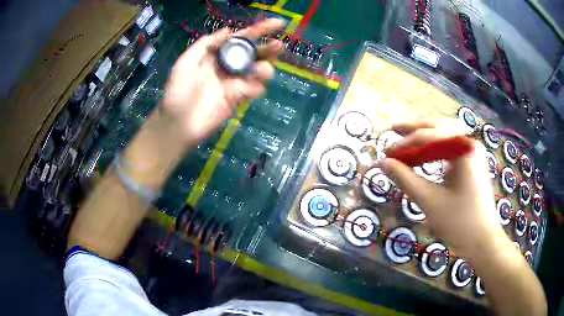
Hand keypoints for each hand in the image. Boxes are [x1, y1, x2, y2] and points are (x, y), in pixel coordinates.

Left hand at [160, 18, 284, 144]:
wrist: (179, 123)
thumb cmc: (178, 90)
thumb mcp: (186, 61)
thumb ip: (207, 43)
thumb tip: (229, 30)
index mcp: (217, 54)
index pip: (242, 38)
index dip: (260, 29)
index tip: (279, 23)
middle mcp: (229, 65)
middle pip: (255, 53)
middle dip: (269, 47)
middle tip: (278, 45)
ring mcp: (235, 82)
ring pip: (259, 70)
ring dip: (265, 68)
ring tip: (263, 70)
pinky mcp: (239, 98)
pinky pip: (255, 89)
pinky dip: (257, 87)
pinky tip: (249, 89)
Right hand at [378, 119, 510, 260]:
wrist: (483, 241)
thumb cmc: (459, 222)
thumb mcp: (430, 201)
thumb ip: (405, 179)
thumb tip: (383, 163)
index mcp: (465, 148)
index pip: (431, 136)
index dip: (406, 142)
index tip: (387, 152)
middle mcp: (470, 143)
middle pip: (439, 126)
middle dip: (416, 128)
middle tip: (394, 130)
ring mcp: (473, 152)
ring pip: (446, 134)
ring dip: (425, 135)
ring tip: (406, 137)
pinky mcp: (472, 163)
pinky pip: (451, 147)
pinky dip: (435, 147)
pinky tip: (424, 153)